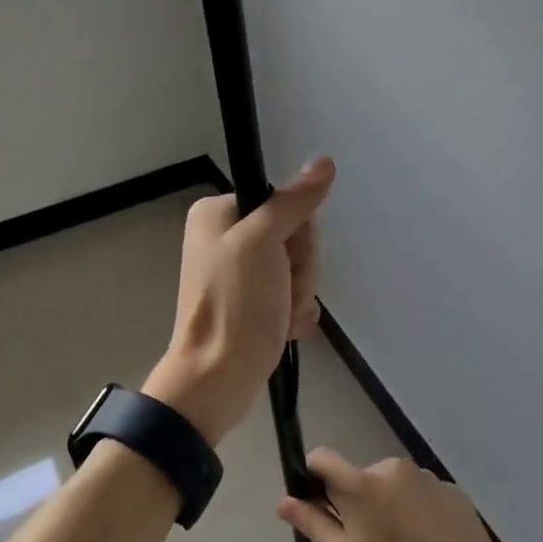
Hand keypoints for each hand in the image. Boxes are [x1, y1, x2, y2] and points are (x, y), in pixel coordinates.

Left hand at [143, 157, 335, 444]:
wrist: (218, 379)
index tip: (284, 256)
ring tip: (280, 315)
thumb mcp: (262, 242)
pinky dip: (293, 312)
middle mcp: (225, 238)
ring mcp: (238, 273)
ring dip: (299, 293)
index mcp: (218, 214)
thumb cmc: (234, 305)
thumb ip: (293, 201)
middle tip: (280, 291)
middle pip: (293, 236)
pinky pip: (291, 294)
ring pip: (297, 267)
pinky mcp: (251, 303)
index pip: (282, 202)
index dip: (295, 232)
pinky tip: (284, 327)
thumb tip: (324, 162)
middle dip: (299, 268)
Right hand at [276, 449, 516, 541]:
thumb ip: (315, 526)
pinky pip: (420, 496)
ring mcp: (426, 477)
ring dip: (387, 508)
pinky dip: (416, 513)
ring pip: (391, 487)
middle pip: (358, 478)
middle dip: (355, 504)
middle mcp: (392, 468)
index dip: (312, 478)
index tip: (319, 510)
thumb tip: (284, 501)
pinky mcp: (452, 492)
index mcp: (361, 483)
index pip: (321, 458)